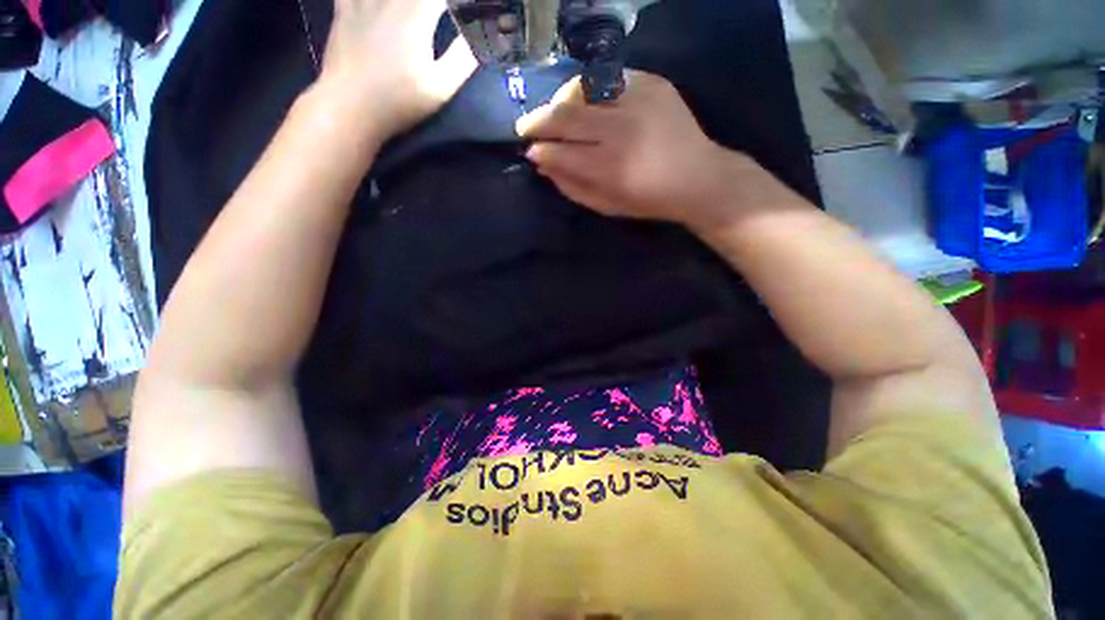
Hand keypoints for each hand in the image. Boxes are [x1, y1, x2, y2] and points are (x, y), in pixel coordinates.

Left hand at [320, 0, 476, 141]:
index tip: (464, 11)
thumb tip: (479, 38)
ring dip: (409, 2)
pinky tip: (376, 5)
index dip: (457, 2)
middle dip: (434, 2)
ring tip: (413, 12)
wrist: (351, 106)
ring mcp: (362, 0)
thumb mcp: (440, 88)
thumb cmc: (400, 101)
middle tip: (440, 13)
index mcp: (415, 14)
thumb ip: (462, 60)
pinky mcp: (344, 9)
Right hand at [516, 71, 779, 232]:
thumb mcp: (607, 206)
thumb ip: (572, 187)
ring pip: (581, 88)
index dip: (539, 151)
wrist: (698, 177)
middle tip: (526, 127)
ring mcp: (638, 99)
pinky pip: (606, 78)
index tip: (530, 152)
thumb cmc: (649, 200)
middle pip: (564, 115)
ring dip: (560, 101)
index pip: (560, 152)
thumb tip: (542, 165)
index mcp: (611, 167)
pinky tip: (586, 104)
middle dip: (537, 121)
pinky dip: (589, 90)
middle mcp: (621, 129)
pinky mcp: (652, 82)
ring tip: (555, 114)